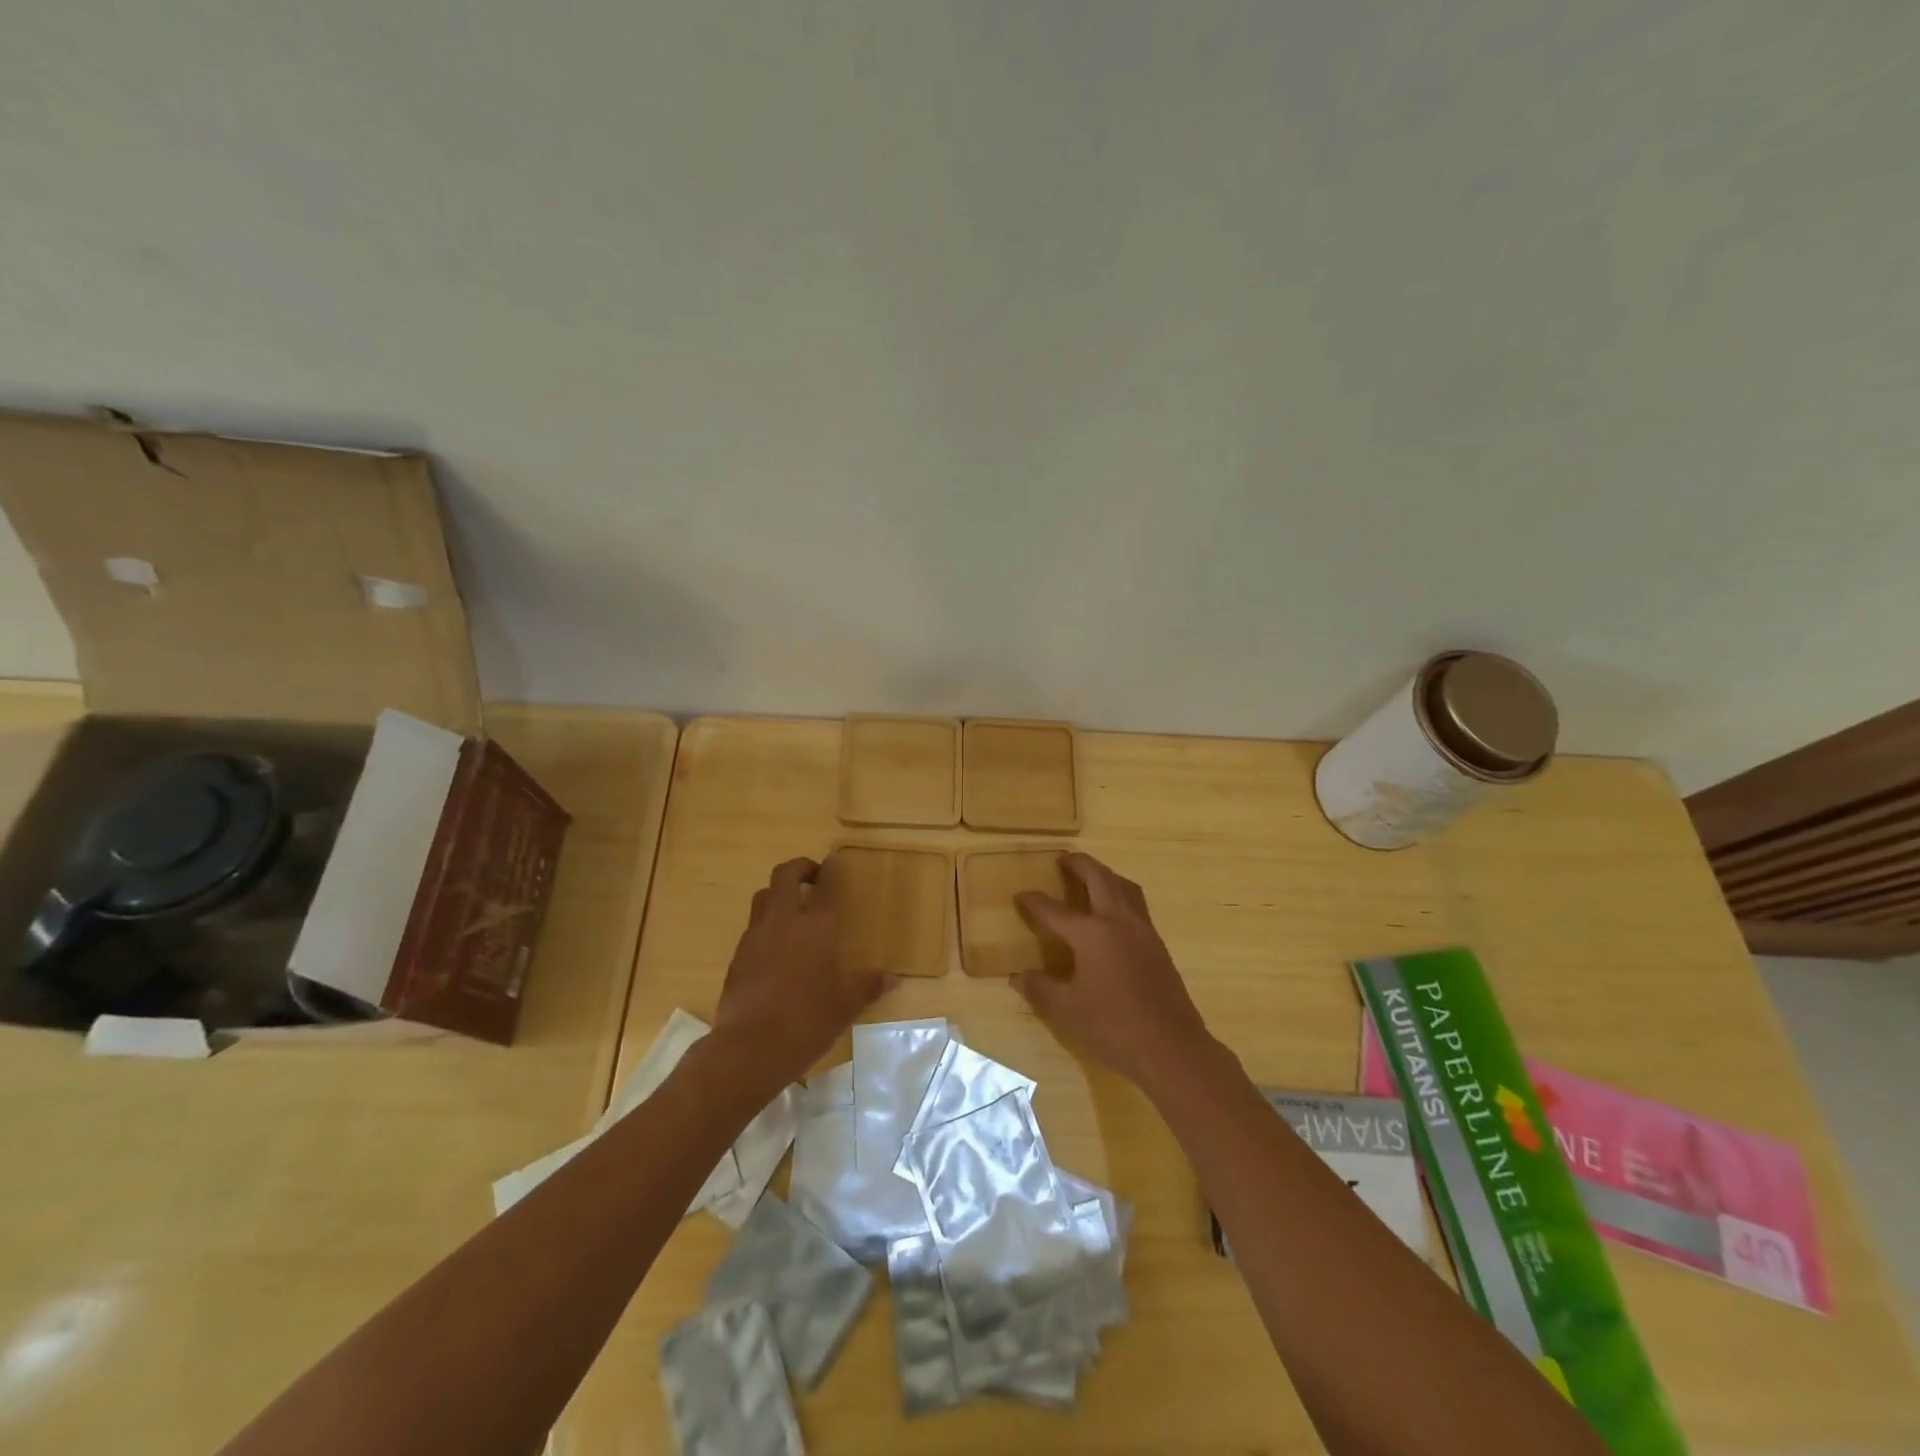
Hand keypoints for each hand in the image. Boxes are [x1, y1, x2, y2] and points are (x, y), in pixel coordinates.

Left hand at [712, 855, 890, 1087]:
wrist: (750, 1047)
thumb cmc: (807, 1020)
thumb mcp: (846, 1005)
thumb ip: (868, 986)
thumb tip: (893, 979)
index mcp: (816, 926)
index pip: (826, 885)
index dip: (831, 870)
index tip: (835, 865)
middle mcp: (784, 921)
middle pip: (784, 875)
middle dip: (799, 868)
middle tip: (813, 877)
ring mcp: (755, 937)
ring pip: (762, 897)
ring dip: (778, 894)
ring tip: (793, 909)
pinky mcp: (737, 956)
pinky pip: (752, 927)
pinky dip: (765, 925)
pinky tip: (776, 948)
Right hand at [1013, 852, 1215, 1089]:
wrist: (1172, 1047)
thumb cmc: (1113, 1027)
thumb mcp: (1066, 1011)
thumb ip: (1040, 989)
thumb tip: (1018, 976)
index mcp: (1091, 933)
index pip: (1054, 910)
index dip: (1034, 902)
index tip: (1021, 895)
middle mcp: (1118, 921)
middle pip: (1099, 878)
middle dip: (1079, 864)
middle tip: (1063, 858)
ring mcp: (1143, 931)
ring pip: (1124, 887)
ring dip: (1105, 875)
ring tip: (1091, 876)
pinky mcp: (1158, 945)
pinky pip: (1137, 905)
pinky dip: (1120, 895)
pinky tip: (1113, 914)